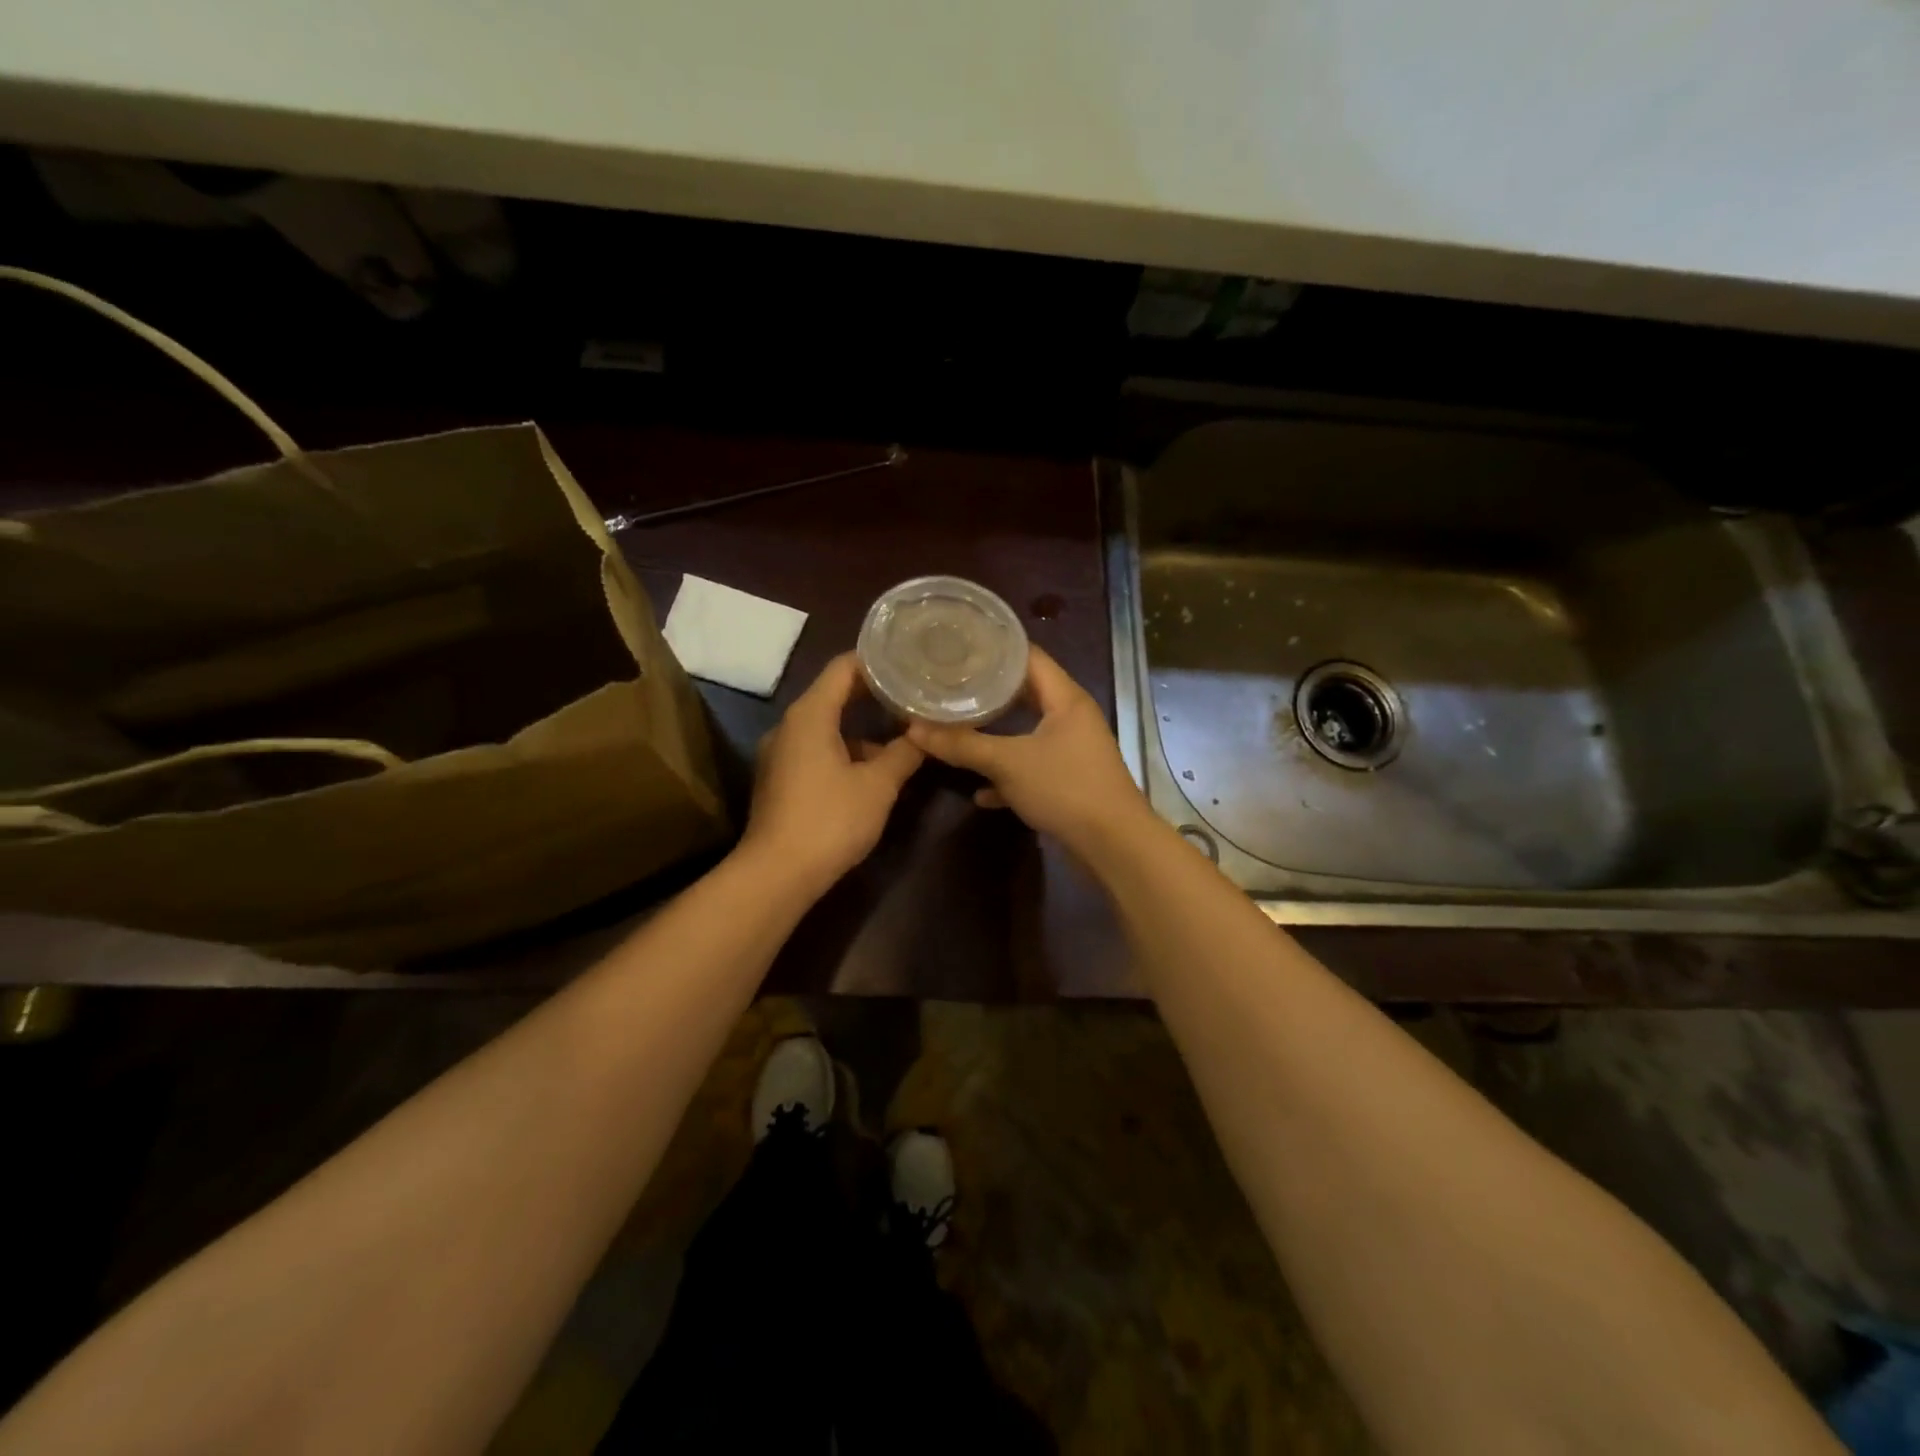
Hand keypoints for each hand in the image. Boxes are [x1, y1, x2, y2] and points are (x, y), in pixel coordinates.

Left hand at [739, 653, 924, 894]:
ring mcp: (780, 753)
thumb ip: (904, 753)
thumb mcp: (878, 785)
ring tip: (901, 733)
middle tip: (912, 694)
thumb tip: (925, 732)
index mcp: (810, 715)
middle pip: (834, 694)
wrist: (777, 874)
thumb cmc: (830, 820)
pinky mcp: (780, 779)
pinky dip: (844, 750)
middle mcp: (789, 726)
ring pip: (826, 726)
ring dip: (861, 728)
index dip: (877, 661)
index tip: (909, 663)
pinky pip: (816, 749)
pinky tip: (873, 769)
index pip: (843, 667)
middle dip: (873, 695)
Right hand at [906, 646, 1149, 852]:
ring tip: (958, 727)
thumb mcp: (1007, 763)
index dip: (995, 648)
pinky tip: (980, 792)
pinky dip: (1008, 776)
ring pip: (1027, 733)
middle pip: (1026, 693)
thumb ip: (962, 745)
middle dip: (988, 693)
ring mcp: (1073, 751)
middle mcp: (1072, 718)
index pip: (1029, 657)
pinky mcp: (1070, 781)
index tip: (959, 647)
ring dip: (997, 735)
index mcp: (1065, 699)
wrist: (1113, 846)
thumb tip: (914, 729)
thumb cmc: (1065, 789)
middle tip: (950, 685)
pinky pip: (1032, 769)